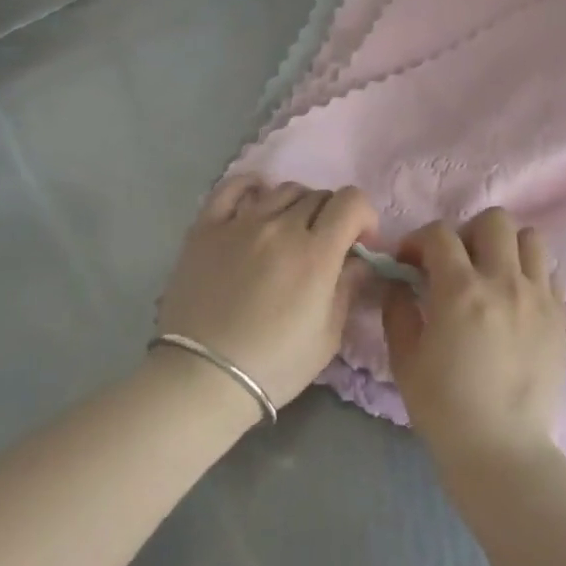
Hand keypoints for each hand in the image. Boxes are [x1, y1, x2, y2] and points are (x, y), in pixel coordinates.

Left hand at [157, 176, 377, 411]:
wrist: (201, 378)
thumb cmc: (274, 365)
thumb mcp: (327, 336)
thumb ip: (348, 288)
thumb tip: (358, 261)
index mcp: (315, 254)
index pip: (351, 202)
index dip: (364, 216)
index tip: (360, 242)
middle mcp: (280, 227)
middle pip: (319, 195)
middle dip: (333, 215)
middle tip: (325, 245)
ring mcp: (240, 223)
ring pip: (282, 189)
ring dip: (298, 205)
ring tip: (291, 231)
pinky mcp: (206, 227)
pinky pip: (232, 188)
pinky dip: (252, 187)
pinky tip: (258, 201)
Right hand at [382, 208, 565, 469]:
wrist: (501, 450)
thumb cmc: (444, 407)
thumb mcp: (405, 359)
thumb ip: (397, 310)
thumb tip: (398, 283)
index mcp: (461, 290)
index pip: (440, 234)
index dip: (418, 240)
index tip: (409, 262)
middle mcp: (504, 281)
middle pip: (494, 221)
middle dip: (467, 233)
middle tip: (456, 264)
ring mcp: (538, 297)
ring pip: (530, 238)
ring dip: (505, 248)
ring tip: (492, 275)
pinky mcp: (560, 317)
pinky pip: (550, 274)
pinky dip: (530, 275)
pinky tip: (515, 302)